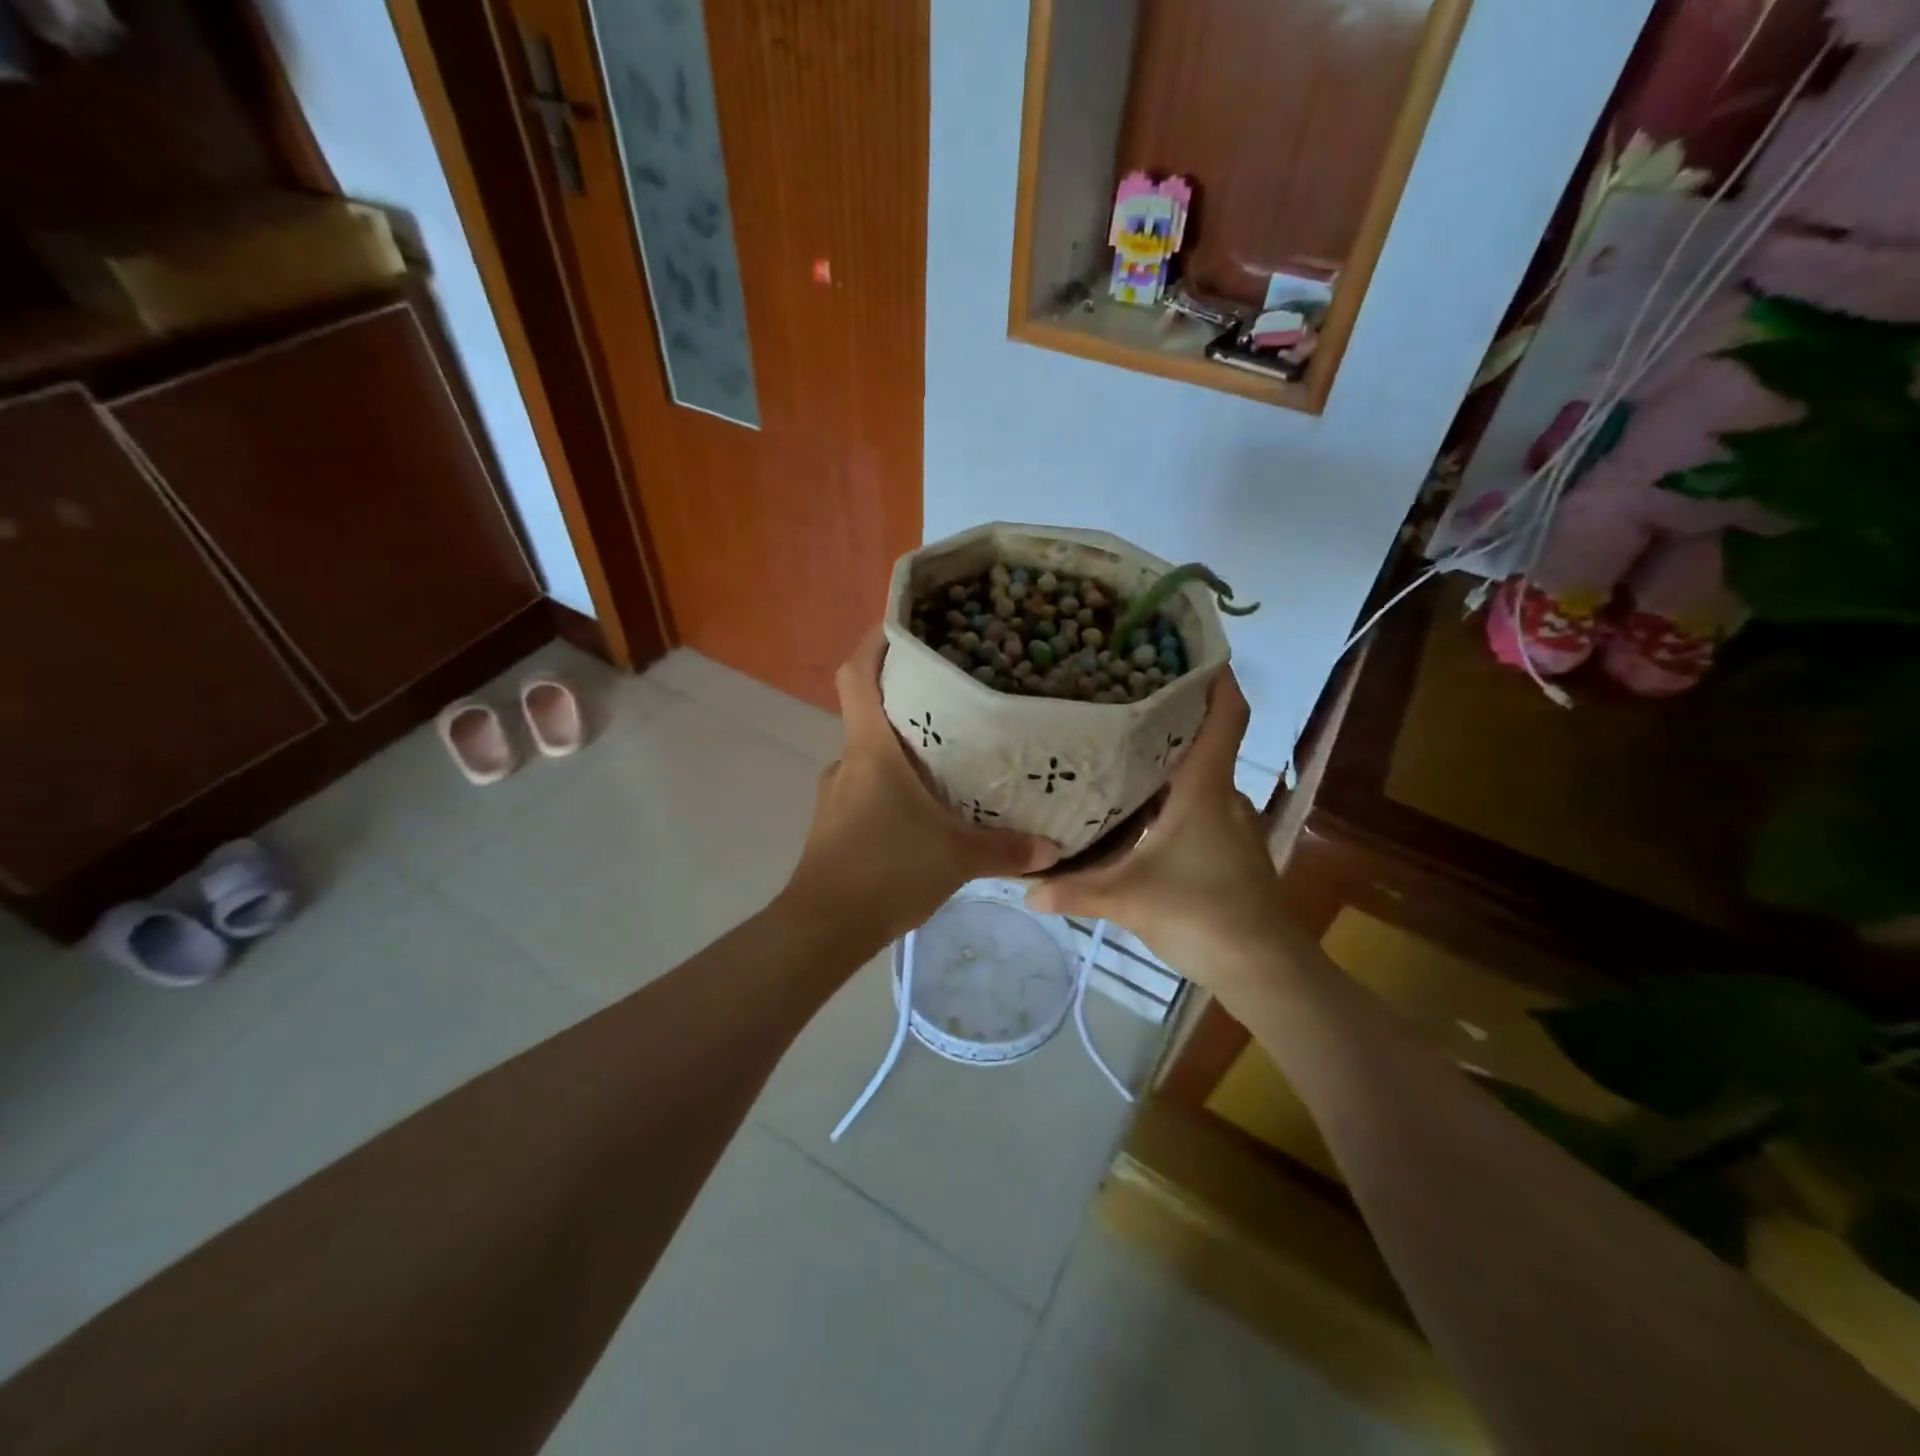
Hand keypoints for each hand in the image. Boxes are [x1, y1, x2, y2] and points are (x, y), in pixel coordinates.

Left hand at [781, 627, 1060, 945]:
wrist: (824, 928)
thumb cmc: (886, 871)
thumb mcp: (956, 858)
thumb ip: (1006, 850)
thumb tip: (1054, 849)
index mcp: (871, 749)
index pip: (858, 675)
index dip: (874, 642)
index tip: (901, 622)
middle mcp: (848, 760)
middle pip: (870, 711)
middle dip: (907, 700)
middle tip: (955, 694)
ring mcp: (836, 793)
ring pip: (871, 754)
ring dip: (903, 750)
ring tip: (949, 756)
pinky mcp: (834, 823)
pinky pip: (868, 788)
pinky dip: (894, 786)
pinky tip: (924, 809)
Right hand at [1026, 671, 1295, 983]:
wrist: (1264, 968)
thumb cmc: (1203, 914)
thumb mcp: (1129, 900)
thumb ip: (1076, 891)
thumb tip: (1023, 889)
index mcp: (1206, 789)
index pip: (1226, 717)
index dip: (1217, 679)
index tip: (1190, 651)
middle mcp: (1224, 795)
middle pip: (1206, 739)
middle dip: (1172, 715)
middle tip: (1121, 697)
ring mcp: (1231, 823)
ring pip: (1200, 774)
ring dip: (1170, 757)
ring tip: (1119, 745)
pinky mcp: (1229, 847)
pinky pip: (1200, 803)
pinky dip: (1174, 793)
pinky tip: (1139, 807)